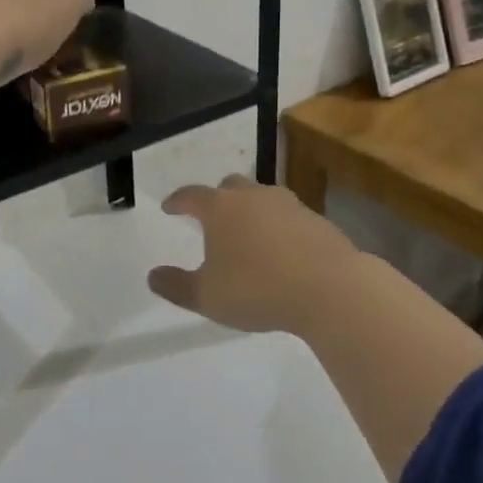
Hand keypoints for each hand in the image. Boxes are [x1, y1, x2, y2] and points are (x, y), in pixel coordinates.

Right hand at [150, 174, 359, 333]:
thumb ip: (177, 286)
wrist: (329, 287)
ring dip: (251, 210)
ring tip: (249, 234)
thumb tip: (153, 276)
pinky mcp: (316, 219)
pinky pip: (289, 216)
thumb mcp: (208, 297)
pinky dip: (279, 227)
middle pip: (230, 186)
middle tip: (212, 217)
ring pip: (262, 197)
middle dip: (217, 198)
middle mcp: (253, 196)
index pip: (191, 195)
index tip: (169, 206)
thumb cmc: (257, 289)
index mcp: (221, 208)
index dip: (177, 200)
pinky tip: (282, 250)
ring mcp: (288, 204)